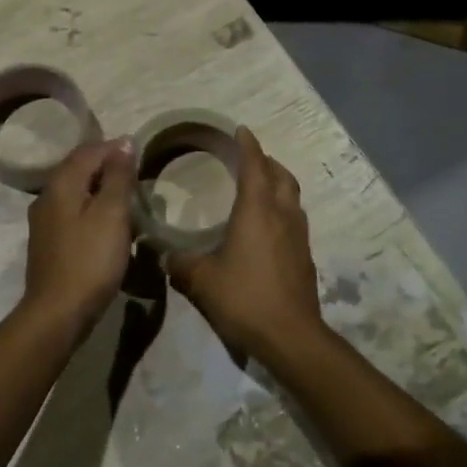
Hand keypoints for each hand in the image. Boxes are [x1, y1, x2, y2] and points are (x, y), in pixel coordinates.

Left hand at [20, 138, 135, 342]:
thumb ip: (118, 176)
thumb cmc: (90, 260)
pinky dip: (91, 208)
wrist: (57, 312)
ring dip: (100, 188)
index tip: (141, 154)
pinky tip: (107, 223)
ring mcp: (44, 221)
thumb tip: (124, 142)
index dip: (115, 148)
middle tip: (137, 174)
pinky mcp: (48, 242)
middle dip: (107, 166)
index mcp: (61, 184)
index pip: (88, 150)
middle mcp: (47, 196)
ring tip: (127, 197)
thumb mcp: (112, 214)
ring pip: (75, 191)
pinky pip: (72, 211)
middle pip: (78, 168)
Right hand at [167, 127, 324, 358]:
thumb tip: (162, 255)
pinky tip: (266, 228)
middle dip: (266, 162)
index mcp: (257, 211)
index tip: (240, 130)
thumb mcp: (201, 281)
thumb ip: (179, 263)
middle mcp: (282, 216)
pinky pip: (294, 220)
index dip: (248, 145)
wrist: (290, 336)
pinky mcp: (304, 257)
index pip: (255, 166)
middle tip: (248, 159)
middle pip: (281, 176)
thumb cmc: (244, 299)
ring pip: (292, 198)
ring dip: (278, 185)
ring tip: (259, 188)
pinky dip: (281, 211)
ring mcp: (298, 237)